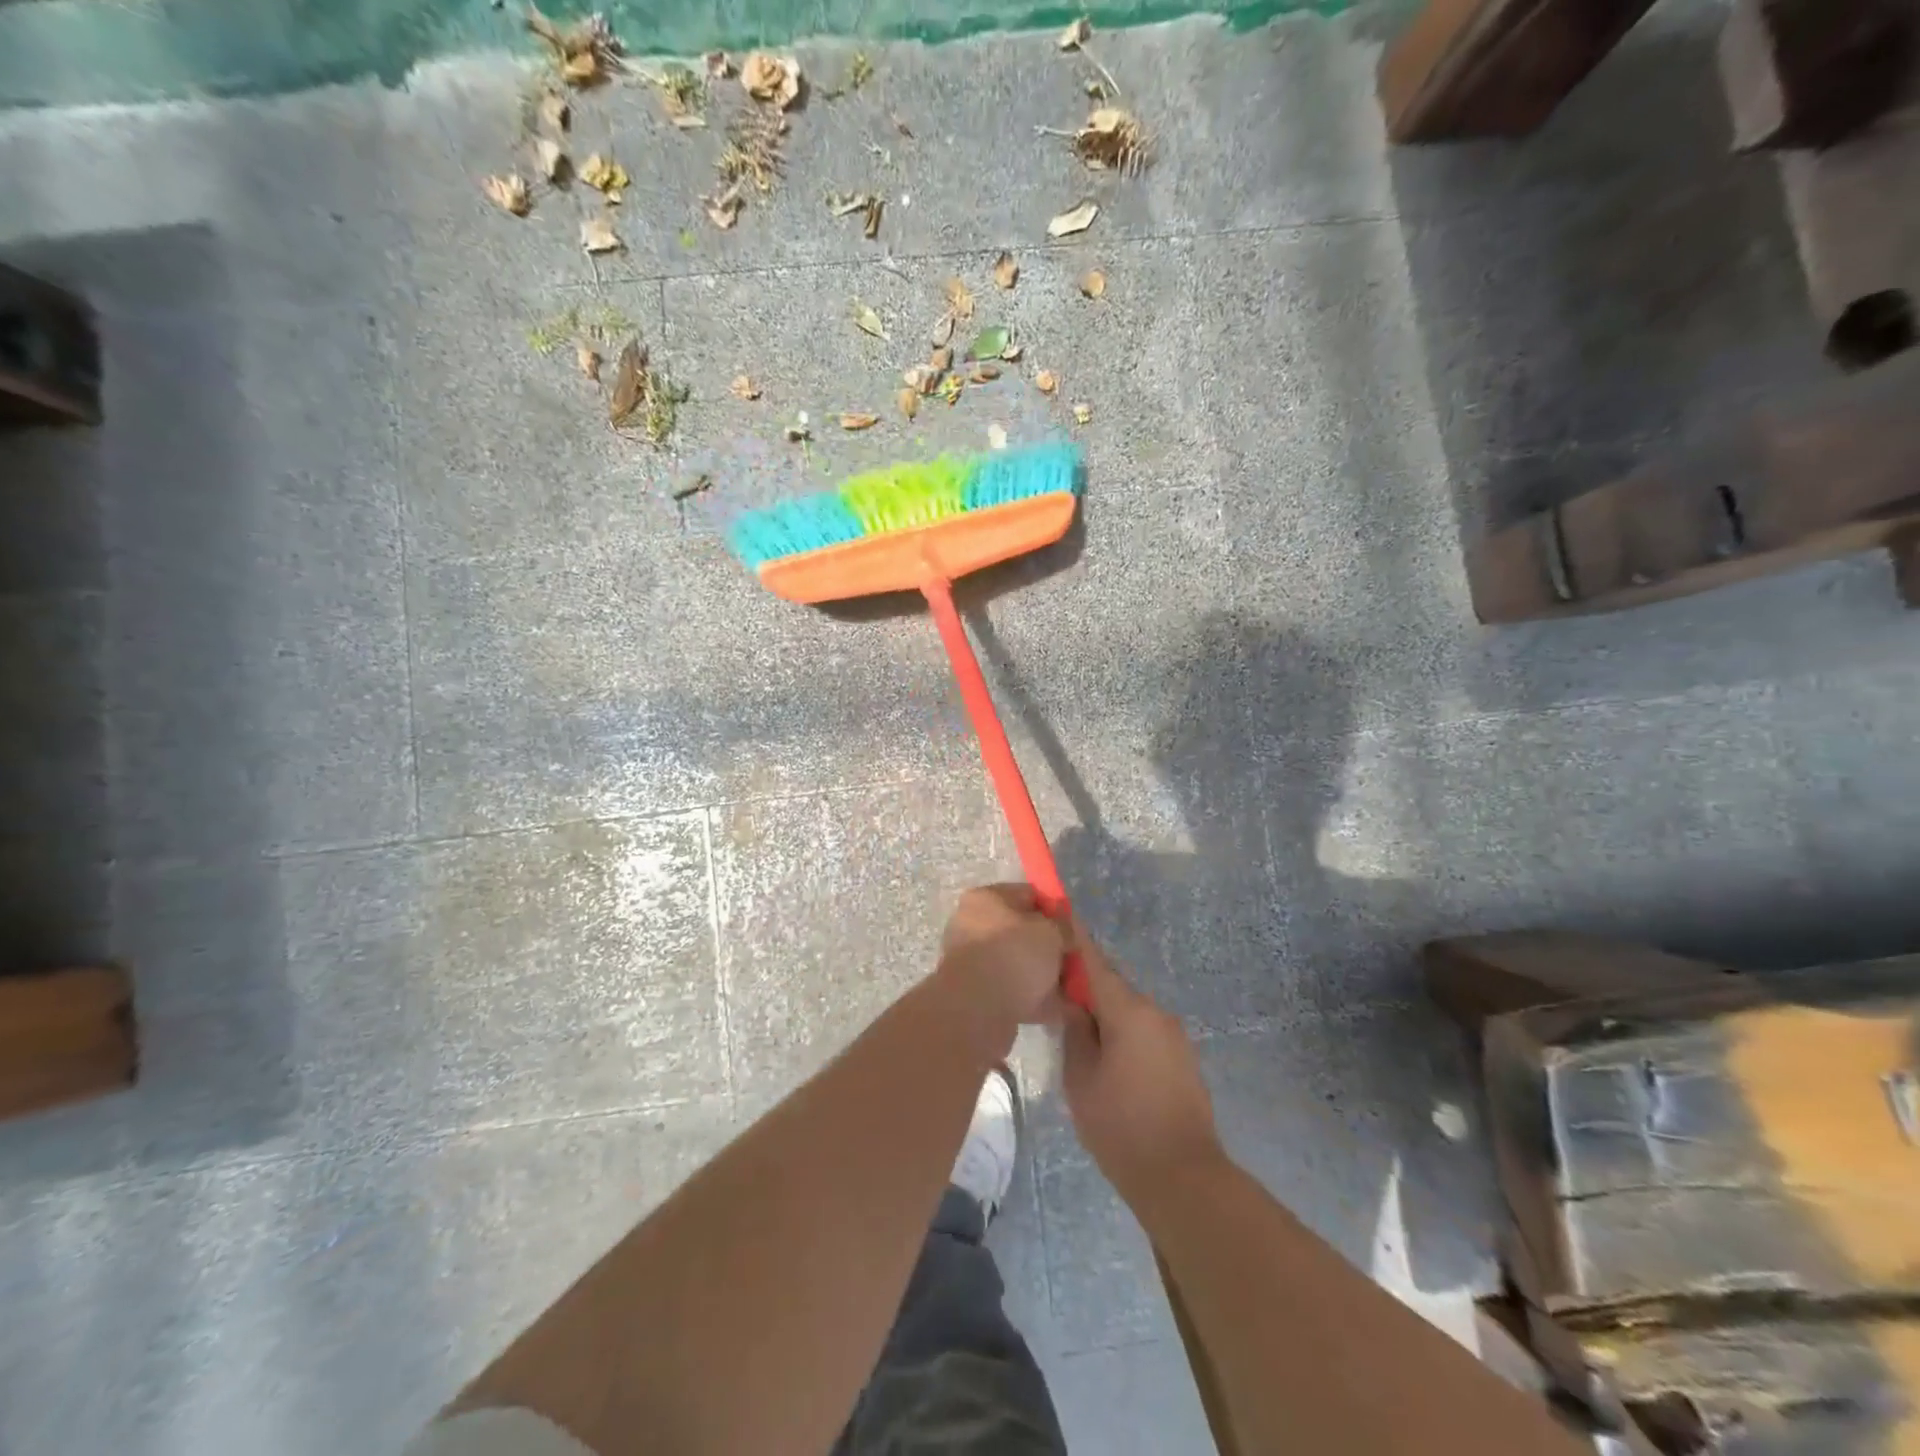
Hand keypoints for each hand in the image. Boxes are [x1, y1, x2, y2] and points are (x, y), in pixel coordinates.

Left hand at [935, 884, 1068, 1041]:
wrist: (979, 1009)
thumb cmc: (1014, 954)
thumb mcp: (1050, 932)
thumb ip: (1063, 927)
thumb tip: (1065, 933)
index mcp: (985, 899)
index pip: (1028, 895)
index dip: (1055, 910)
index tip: (1075, 928)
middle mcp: (973, 926)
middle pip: (1023, 933)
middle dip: (1051, 947)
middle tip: (1076, 959)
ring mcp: (974, 962)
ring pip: (1019, 964)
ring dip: (1046, 976)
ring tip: (1076, 989)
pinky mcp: (979, 995)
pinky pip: (1016, 992)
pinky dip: (1038, 999)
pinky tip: (1065, 1011)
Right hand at [1062, 929, 1222, 1206]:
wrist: (1184, 1178)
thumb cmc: (1121, 1127)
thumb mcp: (1081, 1079)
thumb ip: (1074, 1032)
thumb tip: (1071, 1002)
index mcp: (1129, 1011)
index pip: (1094, 961)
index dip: (1074, 937)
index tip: (1057, 912)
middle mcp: (1156, 1012)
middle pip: (1112, 986)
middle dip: (1084, 986)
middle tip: (1053, 996)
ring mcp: (1174, 1035)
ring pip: (1128, 1010)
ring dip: (1104, 1013)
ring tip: (1076, 1034)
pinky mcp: (1182, 1058)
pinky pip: (1144, 1031)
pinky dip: (1122, 1032)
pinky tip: (1105, 1057)